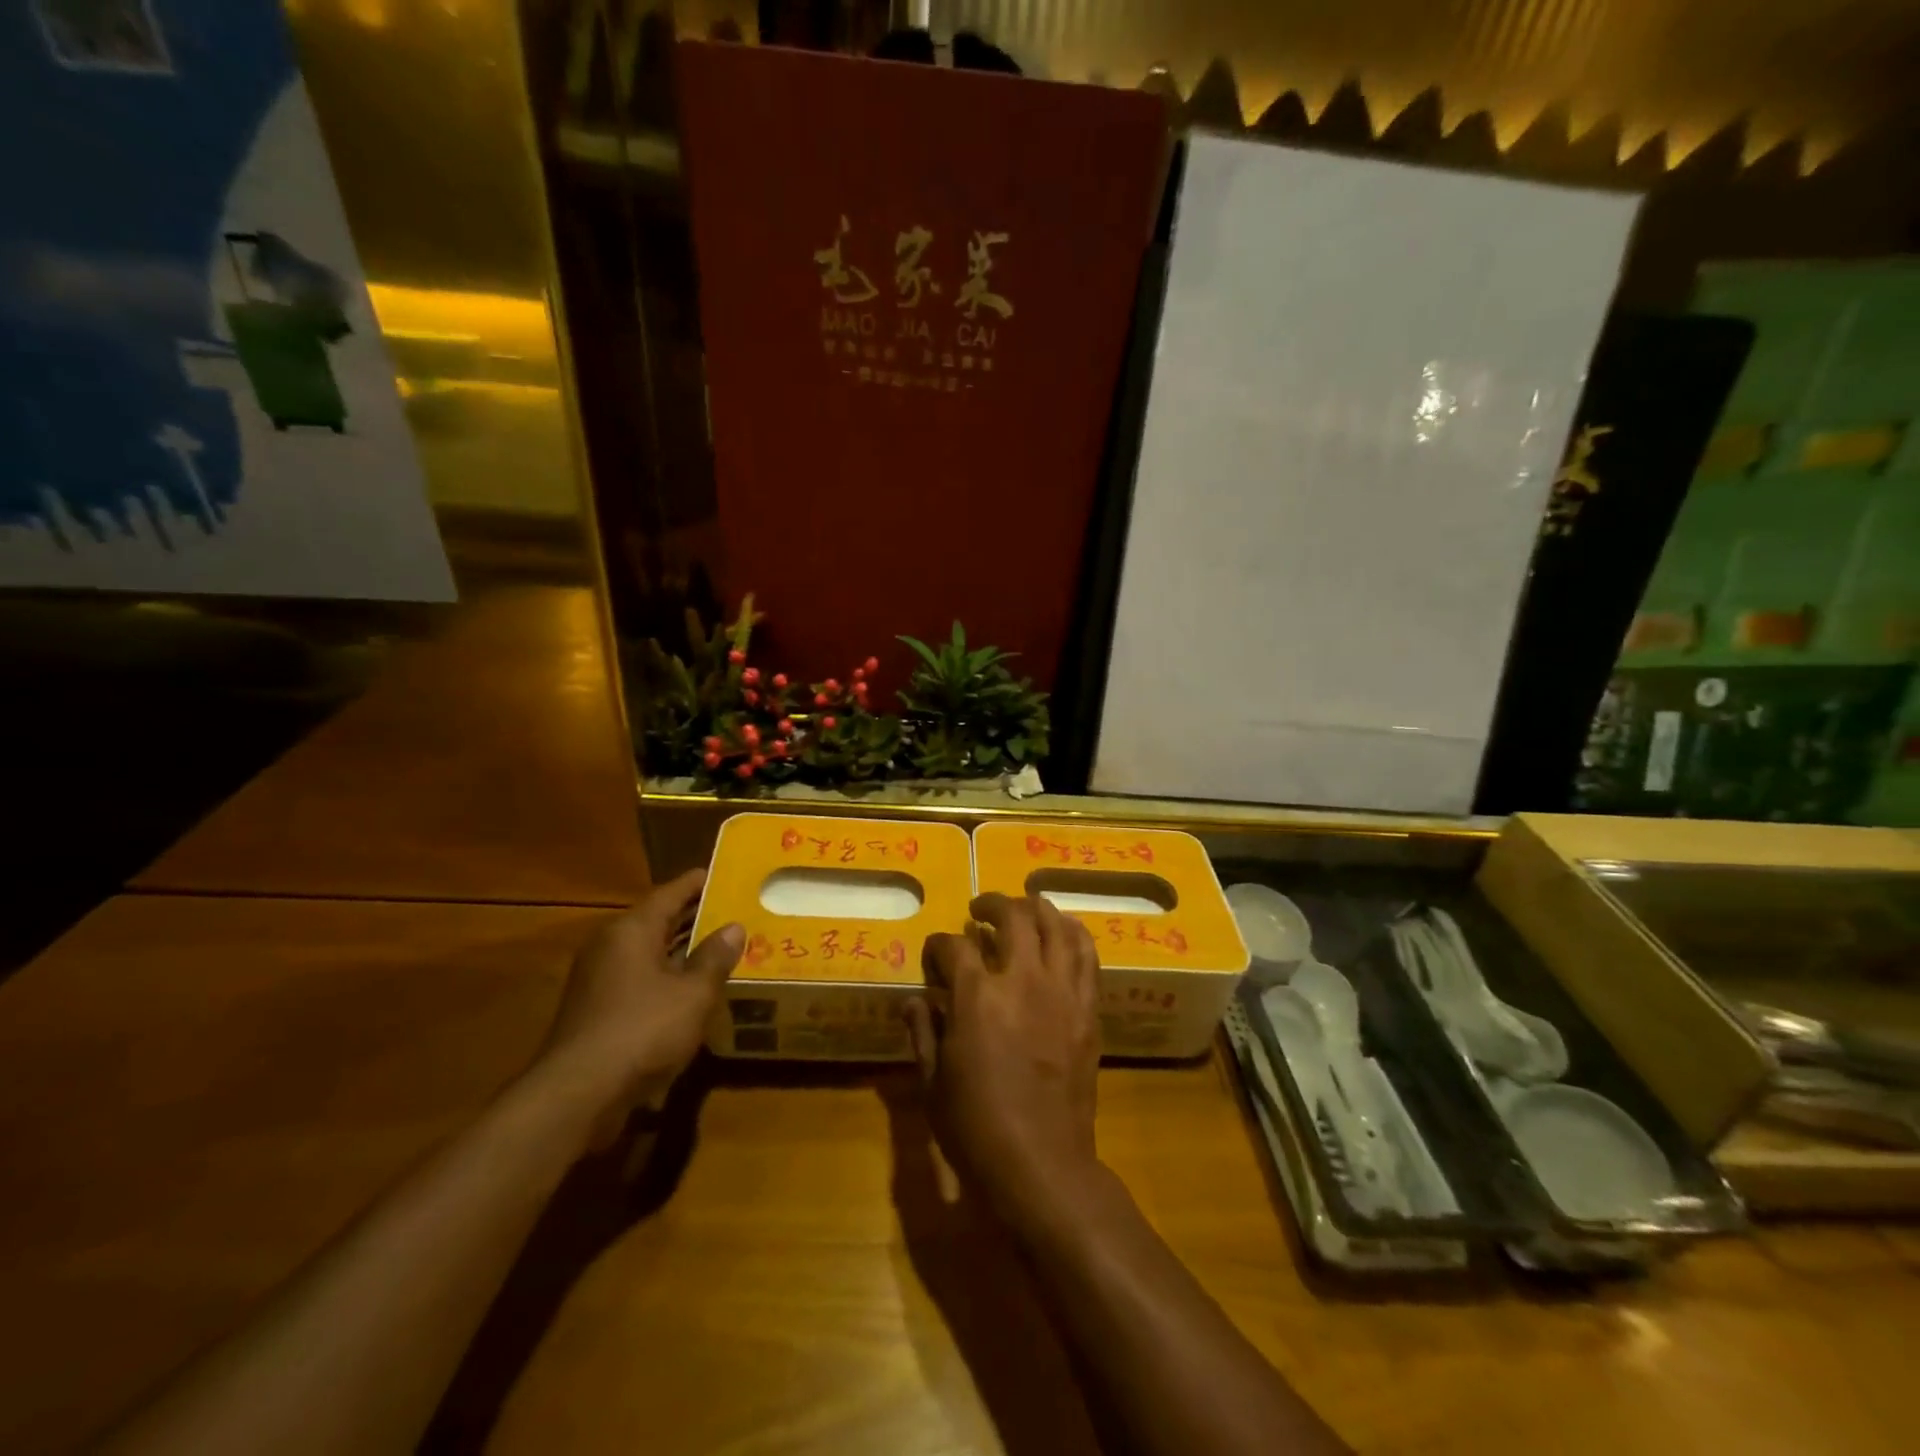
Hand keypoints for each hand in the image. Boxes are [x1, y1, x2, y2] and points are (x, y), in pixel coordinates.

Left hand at [535, 869, 742, 1148]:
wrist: (577, 1094)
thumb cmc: (642, 1030)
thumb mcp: (693, 993)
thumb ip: (715, 957)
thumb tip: (734, 927)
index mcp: (632, 930)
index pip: (670, 892)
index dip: (699, 883)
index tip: (726, 875)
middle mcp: (611, 945)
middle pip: (658, 921)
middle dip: (695, 917)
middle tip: (735, 913)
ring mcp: (599, 979)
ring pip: (649, 953)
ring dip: (682, 951)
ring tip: (722, 950)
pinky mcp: (596, 1010)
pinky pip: (639, 980)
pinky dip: (667, 978)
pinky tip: (692, 992)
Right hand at [907, 892, 1102, 1227]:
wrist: (1042, 1164)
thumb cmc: (976, 1128)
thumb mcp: (933, 1083)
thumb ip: (922, 1032)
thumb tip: (913, 999)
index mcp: (976, 996)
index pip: (955, 946)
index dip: (939, 944)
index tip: (934, 952)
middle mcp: (1022, 979)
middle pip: (1012, 917)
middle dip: (991, 905)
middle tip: (980, 910)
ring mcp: (1061, 991)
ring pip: (1055, 925)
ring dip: (1036, 908)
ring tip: (1024, 907)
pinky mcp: (1088, 1009)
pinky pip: (1086, 956)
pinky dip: (1074, 934)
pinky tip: (1064, 930)